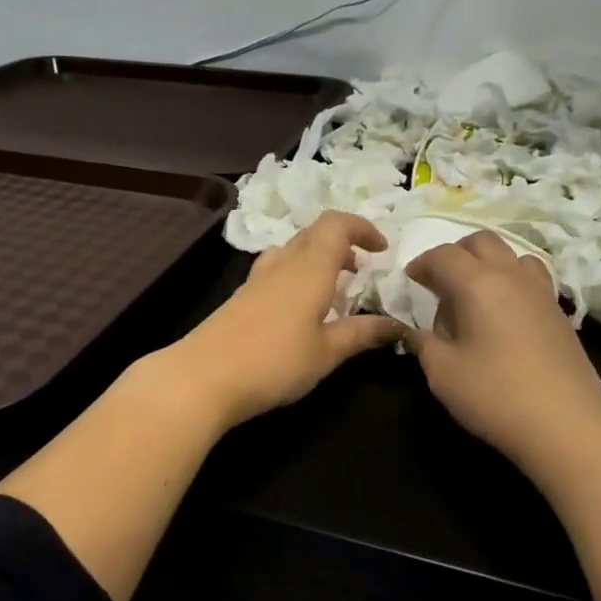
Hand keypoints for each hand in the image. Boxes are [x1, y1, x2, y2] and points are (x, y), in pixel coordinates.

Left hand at [170, 212, 403, 429]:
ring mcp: (258, 278)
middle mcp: (284, 263)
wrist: (204, 376)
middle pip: (315, 233)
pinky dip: (298, 273)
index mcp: (310, 267)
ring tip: (334, 287)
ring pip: (294, 249)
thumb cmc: (274, 362)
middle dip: (343, 242)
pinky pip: (277, 268)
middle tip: (362, 269)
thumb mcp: (326, 352)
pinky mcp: (242, 295)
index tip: (382, 250)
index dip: (362, 228)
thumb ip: (361, 333)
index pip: (337, 224)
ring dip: (319, 257)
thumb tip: (397, 324)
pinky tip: (301, 307)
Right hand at [405, 232, 600, 474]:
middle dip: (455, 254)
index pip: (443, 255)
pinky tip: (504, 315)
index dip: (422, 264)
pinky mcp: (560, 313)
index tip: (411, 281)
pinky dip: (511, 282)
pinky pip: (531, 279)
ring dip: (488, 264)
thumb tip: (416, 332)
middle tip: (440, 283)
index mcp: (477, 283)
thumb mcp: (442, 372)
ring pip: (512, 256)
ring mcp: (541, 292)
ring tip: (475, 295)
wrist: (569, 426)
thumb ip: (423, 344)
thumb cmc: (496, 395)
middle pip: (481, 242)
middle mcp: (511, 276)